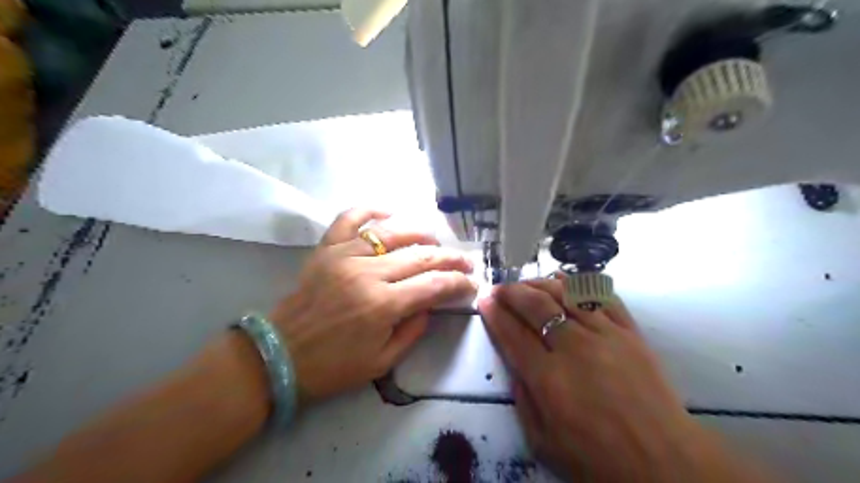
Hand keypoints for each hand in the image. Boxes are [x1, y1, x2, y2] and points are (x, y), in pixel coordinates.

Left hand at [267, 210, 475, 400]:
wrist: (279, 355)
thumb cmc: (332, 366)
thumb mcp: (382, 362)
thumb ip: (412, 330)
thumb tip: (430, 303)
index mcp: (382, 306)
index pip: (433, 285)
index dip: (458, 282)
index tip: (471, 283)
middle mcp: (367, 274)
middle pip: (420, 255)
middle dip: (450, 258)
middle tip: (466, 261)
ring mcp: (345, 256)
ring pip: (393, 232)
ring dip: (422, 233)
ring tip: (436, 241)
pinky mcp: (327, 249)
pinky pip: (350, 218)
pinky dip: (371, 210)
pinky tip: (390, 212)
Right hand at [477, 280, 773, 480]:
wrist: (664, 462)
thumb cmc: (598, 458)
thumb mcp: (543, 442)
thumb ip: (522, 399)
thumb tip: (515, 364)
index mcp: (548, 377)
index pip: (513, 333)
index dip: (495, 314)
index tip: (484, 300)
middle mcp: (574, 347)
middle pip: (536, 306)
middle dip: (512, 292)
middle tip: (500, 288)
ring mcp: (605, 335)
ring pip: (566, 294)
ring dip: (541, 283)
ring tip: (527, 283)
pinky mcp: (630, 332)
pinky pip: (602, 298)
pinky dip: (580, 284)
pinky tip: (565, 279)